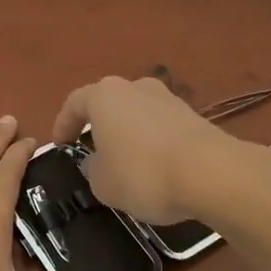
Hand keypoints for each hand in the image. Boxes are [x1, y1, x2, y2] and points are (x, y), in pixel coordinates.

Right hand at [52, 75, 254, 223]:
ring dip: (127, 134)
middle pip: (108, 104)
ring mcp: (167, 98)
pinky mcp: (192, 115)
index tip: (59, 145)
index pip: (75, 103)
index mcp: (105, 95)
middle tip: (92, 151)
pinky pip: (160, 126)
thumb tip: (96, 161)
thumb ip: (92, 169)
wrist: (211, 172)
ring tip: (126, 163)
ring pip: (136, 114)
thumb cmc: (143, 173)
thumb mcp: (103, 183)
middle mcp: (134, 87)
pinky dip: (152, 142)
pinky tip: (156, 167)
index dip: (63, 124)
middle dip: (98, 127)